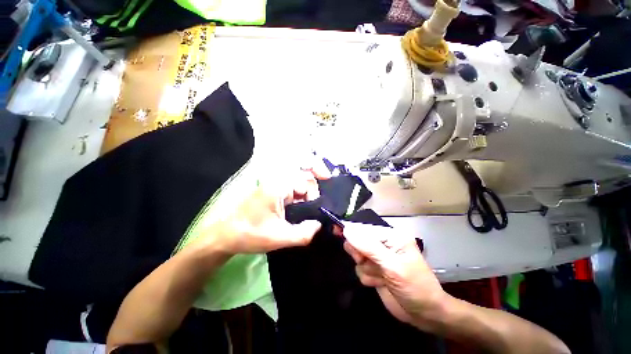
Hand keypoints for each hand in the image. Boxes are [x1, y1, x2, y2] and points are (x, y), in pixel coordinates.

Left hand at [209, 162, 330, 253]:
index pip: (306, 181)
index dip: (315, 194)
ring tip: (309, 214)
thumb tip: (320, 224)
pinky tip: (300, 213)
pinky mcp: (272, 192)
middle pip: (303, 179)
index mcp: (278, 187)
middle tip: (315, 211)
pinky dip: (299, 200)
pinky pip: (291, 191)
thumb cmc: (250, 235)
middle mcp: (277, 182)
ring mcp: (274, 186)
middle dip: (313, 193)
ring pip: (298, 186)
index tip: (318, 209)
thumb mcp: (280, 238)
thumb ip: (304, 233)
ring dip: (306, 198)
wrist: (225, 236)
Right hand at [342, 222, 449, 329]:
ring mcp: (377, 259)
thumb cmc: (414, 286)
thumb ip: (368, 246)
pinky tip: (381, 283)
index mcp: (390, 236)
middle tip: (365, 261)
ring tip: (381, 277)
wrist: (425, 315)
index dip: (350, 230)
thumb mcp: (392, 265)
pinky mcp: (374, 271)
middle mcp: (382, 244)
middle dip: (359, 253)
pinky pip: (360, 270)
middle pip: (357, 241)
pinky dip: (367, 278)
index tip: (335, 230)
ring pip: (357, 257)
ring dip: (366, 269)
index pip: (363, 228)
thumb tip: (346, 230)